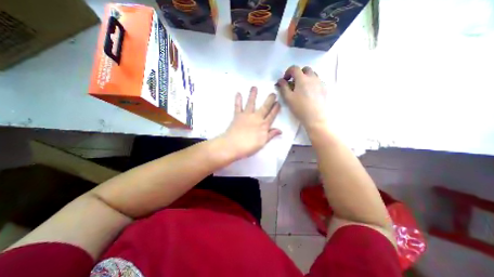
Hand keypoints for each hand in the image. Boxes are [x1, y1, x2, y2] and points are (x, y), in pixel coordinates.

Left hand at [221, 87, 280, 159]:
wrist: (233, 145)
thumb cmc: (248, 146)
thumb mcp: (262, 143)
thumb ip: (271, 135)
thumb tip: (280, 130)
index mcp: (263, 125)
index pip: (272, 115)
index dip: (276, 109)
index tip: (279, 102)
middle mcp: (256, 118)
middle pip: (264, 107)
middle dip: (269, 100)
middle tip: (273, 93)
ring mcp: (246, 115)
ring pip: (251, 103)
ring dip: (253, 95)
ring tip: (254, 87)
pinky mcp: (237, 116)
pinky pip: (238, 106)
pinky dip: (238, 100)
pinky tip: (238, 93)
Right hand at [277, 65, 326, 129]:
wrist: (315, 117)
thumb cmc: (300, 108)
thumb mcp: (288, 98)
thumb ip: (283, 87)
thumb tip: (280, 80)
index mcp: (302, 79)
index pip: (294, 68)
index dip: (288, 72)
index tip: (285, 79)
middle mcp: (312, 77)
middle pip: (305, 69)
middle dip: (298, 73)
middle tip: (294, 83)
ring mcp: (320, 82)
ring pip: (313, 74)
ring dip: (306, 77)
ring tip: (302, 88)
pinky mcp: (324, 89)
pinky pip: (317, 81)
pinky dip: (312, 83)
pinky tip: (309, 93)